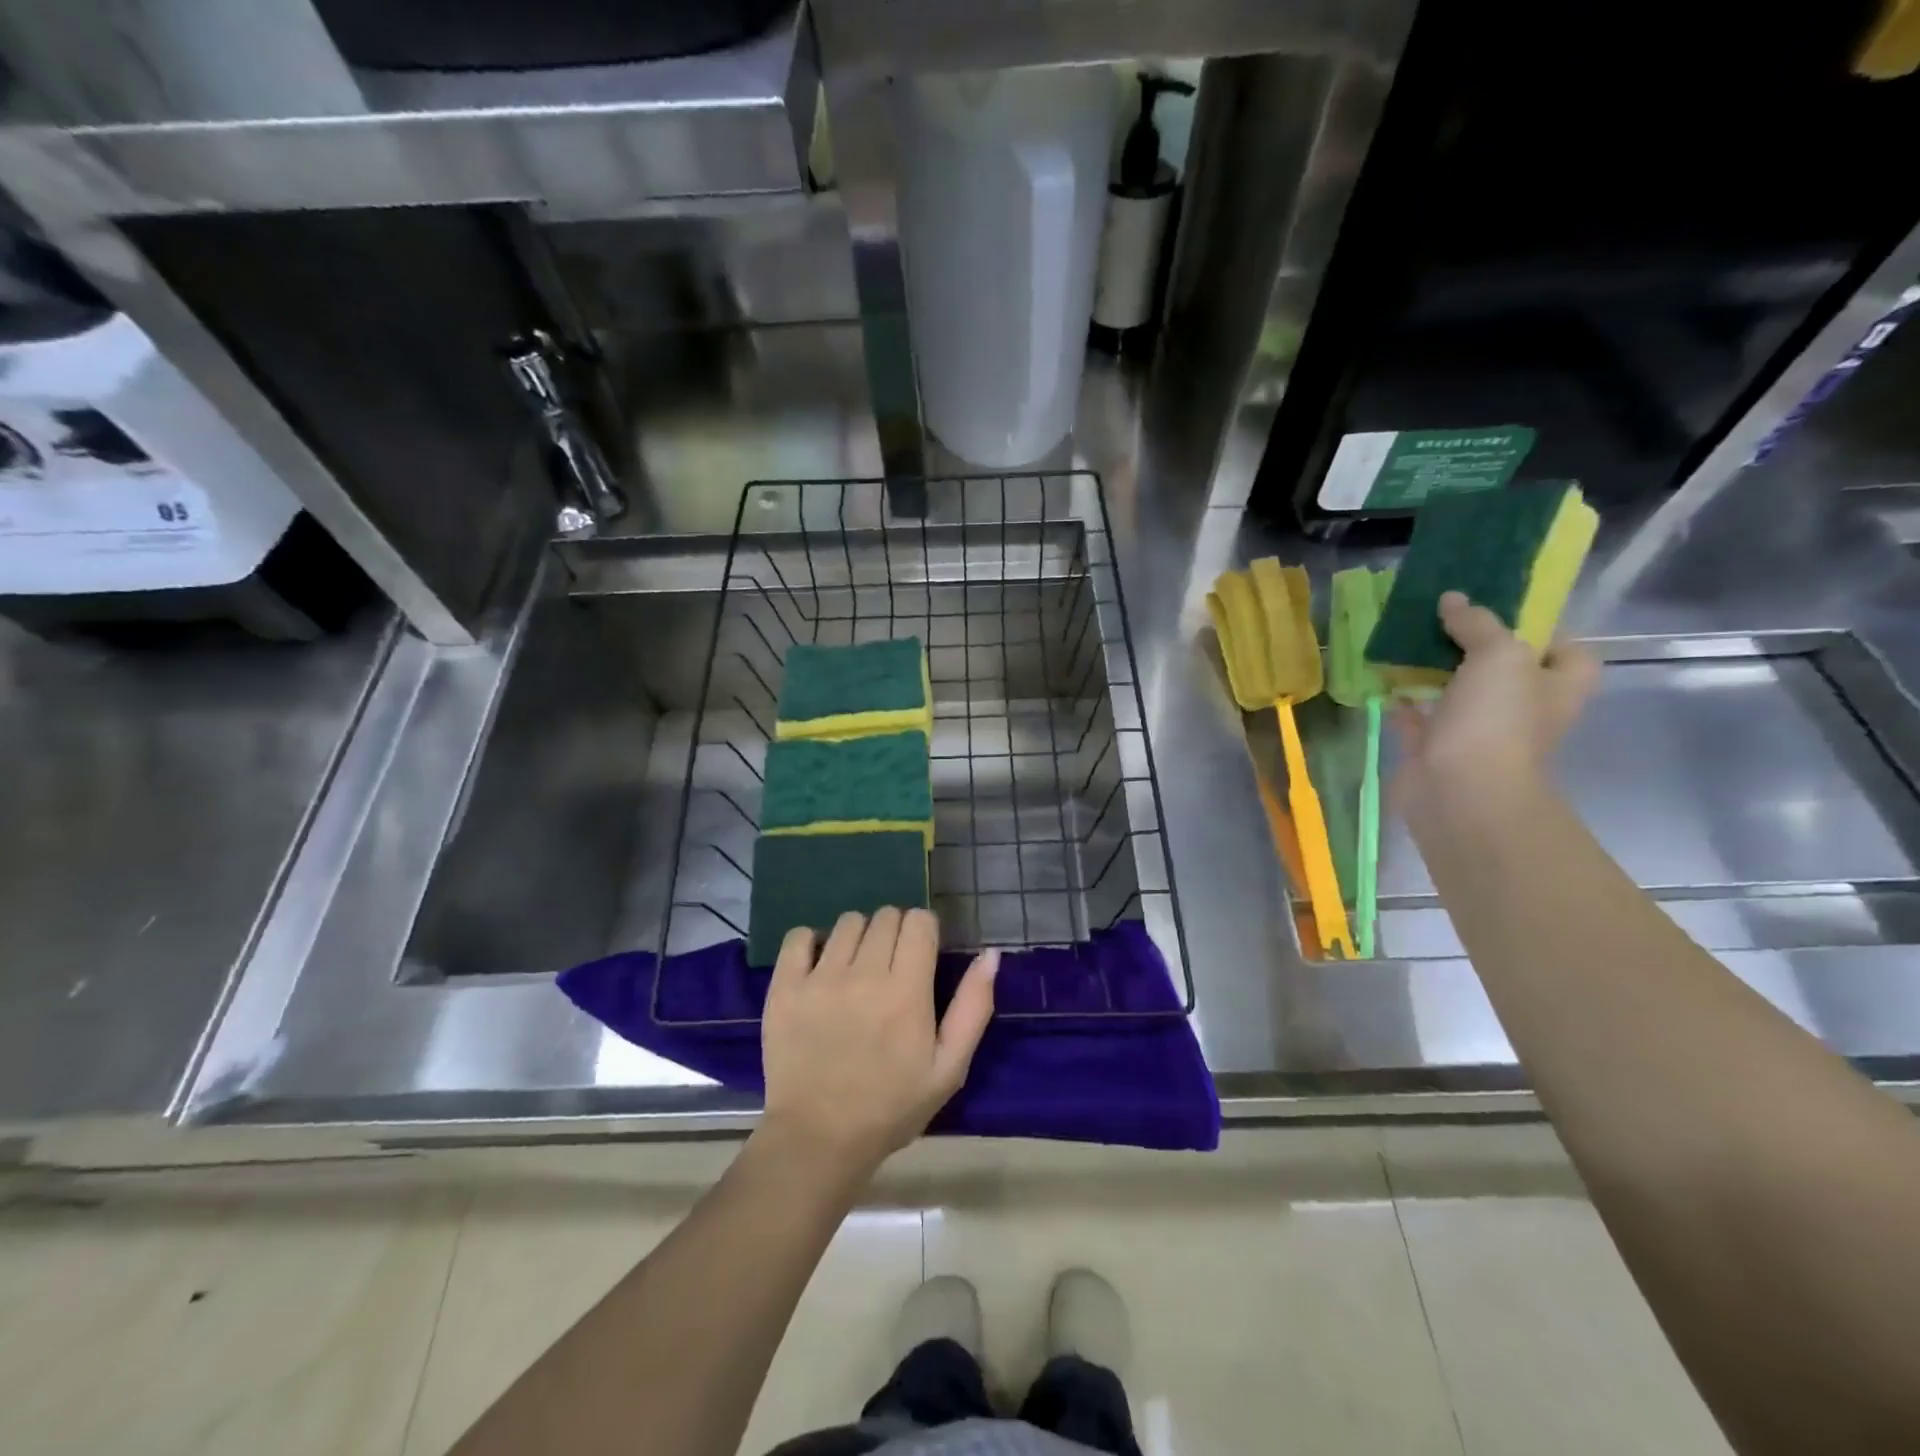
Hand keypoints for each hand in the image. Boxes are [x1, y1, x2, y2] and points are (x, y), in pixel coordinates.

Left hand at [758, 907, 997, 1181]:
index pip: (919, 921)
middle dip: (895, 933)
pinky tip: (819, 967)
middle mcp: (863, 974)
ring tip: (855, 969)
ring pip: (848, 922)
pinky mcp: (784, 987)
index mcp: (907, 991)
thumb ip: (973, 1007)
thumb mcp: (949, 1068)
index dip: (924, 931)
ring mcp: (819, 978)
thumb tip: (990, 954)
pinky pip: (799, 936)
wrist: (818, 1139)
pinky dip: (811, 942)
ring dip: (858, 937)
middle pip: (886, 916)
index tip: (921, 956)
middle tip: (890, 968)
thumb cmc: (891, 1107)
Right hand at [1393, 591, 1597, 815]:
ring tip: (1407, 638)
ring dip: (1434, 669)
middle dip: (1474, 645)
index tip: (1501, 612)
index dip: (1540, 629)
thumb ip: (1478, 624)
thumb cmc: (1497, 721)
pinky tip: (1384, 678)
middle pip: (1503, 669)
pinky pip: (1418, 716)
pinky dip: (1402, 699)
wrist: (1460, 792)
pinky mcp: (1435, 748)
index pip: (1566, 651)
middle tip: (1442, 618)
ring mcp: (1477, 732)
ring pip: (1457, 691)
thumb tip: (1452, 599)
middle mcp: (1522, 709)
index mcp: (1556, 687)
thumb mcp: (1499, 655)